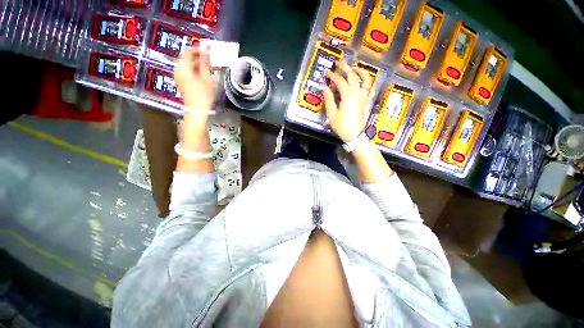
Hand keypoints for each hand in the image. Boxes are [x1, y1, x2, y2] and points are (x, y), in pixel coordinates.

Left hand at [175, 46, 214, 117]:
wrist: (197, 110)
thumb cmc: (203, 95)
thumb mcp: (206, 78)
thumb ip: (204, 63)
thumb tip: (205, 50)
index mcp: (183, 67)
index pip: (188, 52)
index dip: (198, 49)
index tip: (208, 51)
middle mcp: (178, 69)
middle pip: (186, 57)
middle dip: (198, 57)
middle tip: (209, 61)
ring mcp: (178, 75)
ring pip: (187, 64)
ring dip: (197, 64)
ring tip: (208, 68)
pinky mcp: (181, 81)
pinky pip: (187, 70)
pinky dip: (194, 70)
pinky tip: (203, 75)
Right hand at [323, 62, 374, 142]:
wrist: (355, 135)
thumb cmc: (342, 126)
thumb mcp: (332, 114)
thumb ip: (329, 99)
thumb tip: (324, 87)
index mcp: (347, 95)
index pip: (340, 80)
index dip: (332, 75)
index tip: (326, 73)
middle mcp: (357, 92)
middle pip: (352, 75)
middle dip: (345, 67)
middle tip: (338, 63)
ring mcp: (364, 96)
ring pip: (365, 79)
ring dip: (359, 71)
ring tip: (354, 67)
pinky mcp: (366, 101)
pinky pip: (370, 89)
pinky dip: (368, 82)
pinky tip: (364, 81)